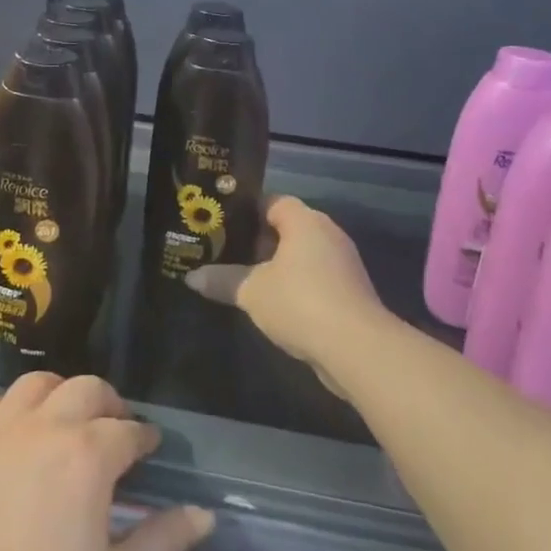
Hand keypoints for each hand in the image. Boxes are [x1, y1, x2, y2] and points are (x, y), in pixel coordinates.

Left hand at [0, 373, 213, 550]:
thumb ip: (164, 543)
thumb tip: (203, 514)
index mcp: (88, 455)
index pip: (128, 430)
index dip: (144, 437)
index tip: (150, 448)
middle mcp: (47, 426)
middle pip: (87, 389)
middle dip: (109, 403)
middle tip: (116, 428)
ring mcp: (1, 430)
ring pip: (37, 383)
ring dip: (61, 393)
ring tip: (67, 418)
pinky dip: (9, 407)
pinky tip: (15, 430)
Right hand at [187, 195, 389, 382]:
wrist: (358, 349)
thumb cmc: (300, 302)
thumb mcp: (251, 291)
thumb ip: (222, 280)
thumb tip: (191, 277)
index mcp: (305, 221)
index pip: (272, 201)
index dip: (246, 211)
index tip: (221, 225)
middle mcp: (328, 233)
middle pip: (287, 227)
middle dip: (258, 241)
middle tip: (226, 252)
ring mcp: (343, 263)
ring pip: (302, 255)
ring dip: (277, 266)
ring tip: (245, 279)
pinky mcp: (350, 292)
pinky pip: (315, 278)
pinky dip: (296, 285)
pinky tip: (273, 304)